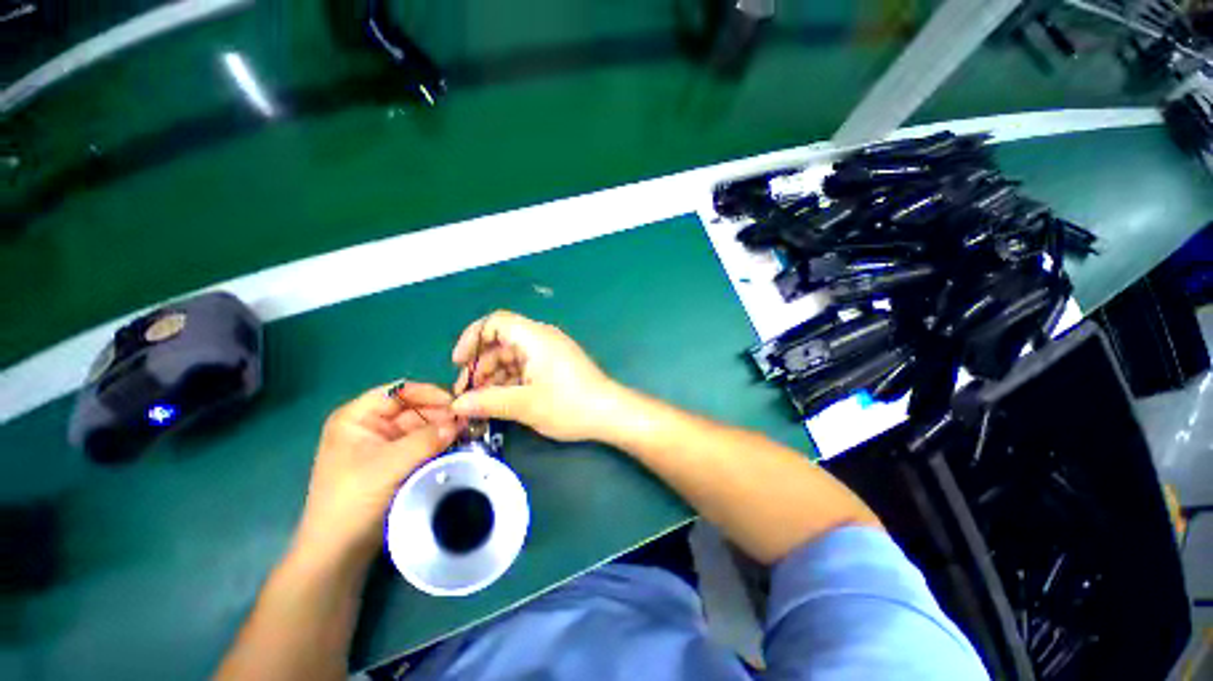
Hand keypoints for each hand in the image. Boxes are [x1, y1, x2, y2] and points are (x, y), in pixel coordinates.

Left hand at [293, 382, 458, 567]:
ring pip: (421, 426)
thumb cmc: (352, 499)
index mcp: (358, 417)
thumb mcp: (389, 465)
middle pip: (414, 408)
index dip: (428, 393)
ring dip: (443, 428)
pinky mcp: (396, 461)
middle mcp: (372, 425)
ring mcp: (385, 444)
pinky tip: (457, 444)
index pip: (399, 392)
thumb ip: (425, 440)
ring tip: (468, 432)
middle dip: (441, 413)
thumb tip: (459, 422)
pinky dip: (439, 442)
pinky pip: (422, 443)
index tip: (457, 403)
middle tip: (468, 421)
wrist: (339, 549)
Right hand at [450, 310, 621, 441]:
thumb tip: (456, 405)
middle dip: (480, 365)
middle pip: (501, 342)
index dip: (472, 338)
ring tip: (480, 402)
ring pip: (512, 356)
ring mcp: (550, 351)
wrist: (609, 412)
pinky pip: (526, 366)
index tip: (458, 363)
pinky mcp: (555, 365)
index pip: (495, 322)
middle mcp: (541, 338)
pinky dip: (511, 380)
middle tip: (467, 393)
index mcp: (534, 337)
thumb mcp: (525, 404)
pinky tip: (501, 400)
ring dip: (494, 376)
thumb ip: (488, 402)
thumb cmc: (568, 404)